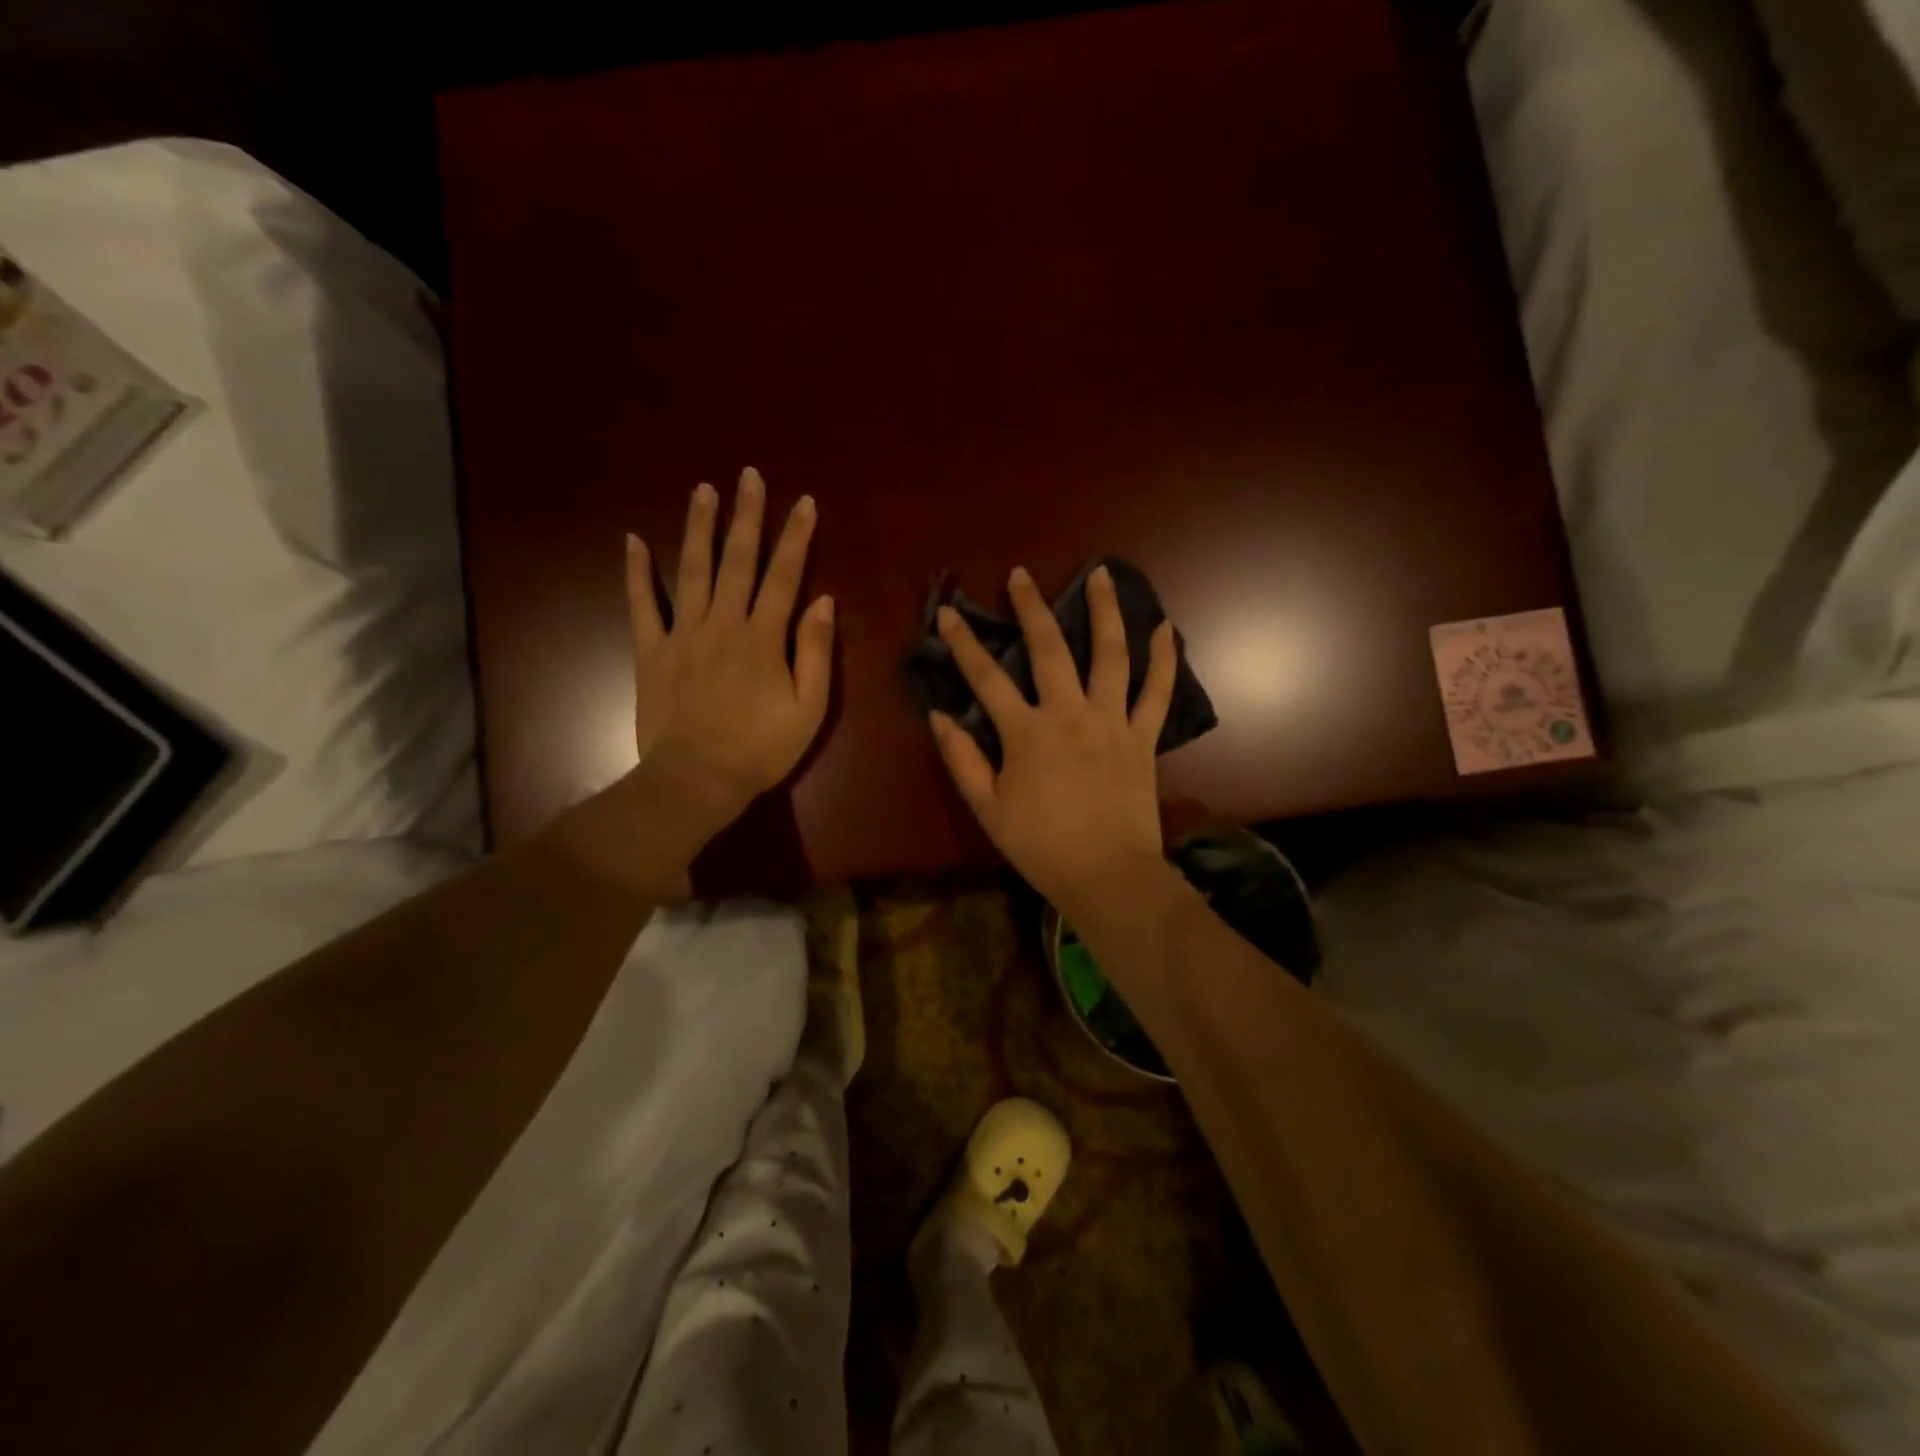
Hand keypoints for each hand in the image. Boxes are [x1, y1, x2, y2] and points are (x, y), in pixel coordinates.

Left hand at [625, 468, 834, 831]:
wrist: (697, 780)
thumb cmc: (761, 749)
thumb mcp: (809, 709)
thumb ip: (816, 653)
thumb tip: (824, 602)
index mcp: (763, 638)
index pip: (784, 576)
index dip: (796, 537)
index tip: (803, 501)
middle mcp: (723, 624)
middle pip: (737, 561)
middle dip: (746, 516)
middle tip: (748, 476)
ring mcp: (682, 635)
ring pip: (692, 570)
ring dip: (698, 528)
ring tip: (703, 490)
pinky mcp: (652, 652)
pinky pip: (642, 605)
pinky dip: (637, 573)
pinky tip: (632, 540)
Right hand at [929, 564, 1177, 917]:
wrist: (1107, 875)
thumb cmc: (1040, 846)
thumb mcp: (988, 808)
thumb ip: (962, 759)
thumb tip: (938, 715)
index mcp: (1026, 733)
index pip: (986, 678)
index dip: (964, 643)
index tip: (950, 613)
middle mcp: (1069, 714)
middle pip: (1048, 649)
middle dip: (1030, 607)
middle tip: (1021, 575)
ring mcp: (1112, 721)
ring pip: (1110, 654)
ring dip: (1105, 611)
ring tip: (1101, 574)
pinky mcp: (1143, 737)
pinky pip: (1157, 692)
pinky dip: (1163, 659)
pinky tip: (1166, 628)